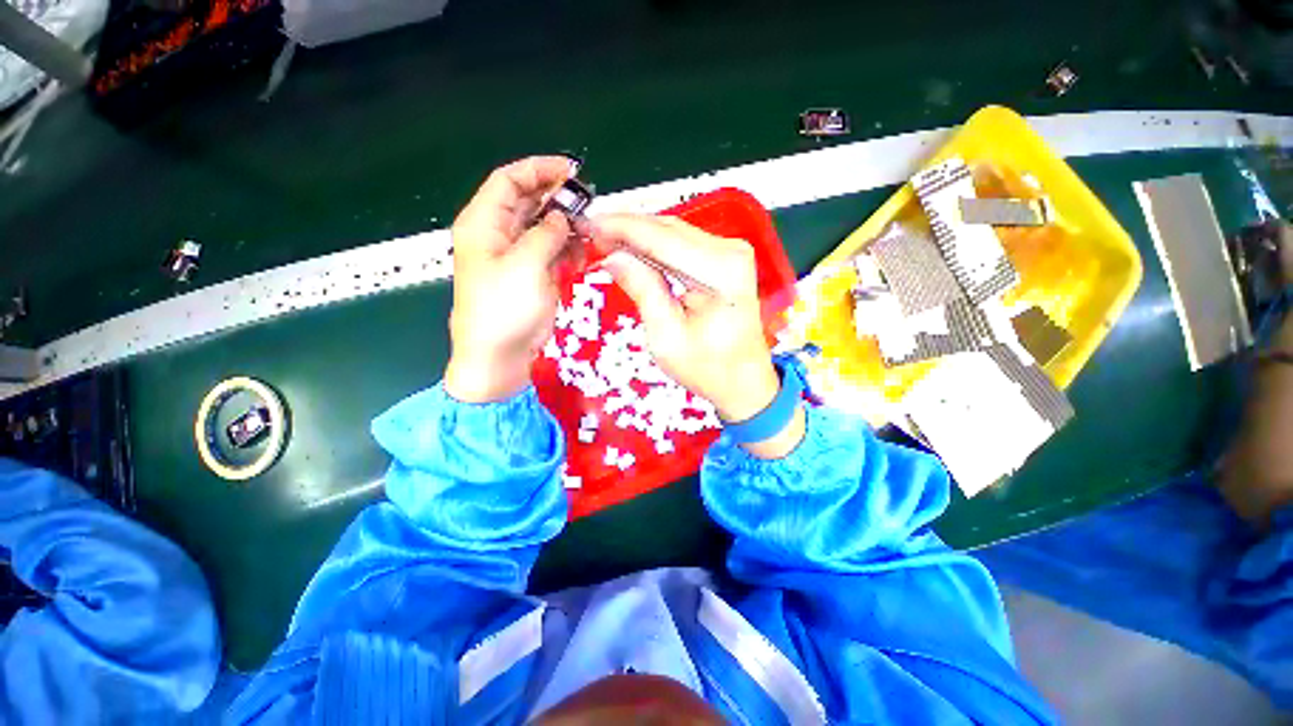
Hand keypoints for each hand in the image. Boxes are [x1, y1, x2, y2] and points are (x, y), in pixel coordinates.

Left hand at [444, 156, 576, 402]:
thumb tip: (563, 218)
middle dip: (558, 200)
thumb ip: (547, 234)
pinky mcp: (534, 275)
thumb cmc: (504, 309)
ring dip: (568, 228)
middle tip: (588, 204)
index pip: (509, 181)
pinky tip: (583, 256)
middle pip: (529, 202)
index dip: (538, 170)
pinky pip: (554, 252)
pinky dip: (569, 251)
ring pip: (545, 228)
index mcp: (484, 224)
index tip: (571, 171)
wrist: (501, 355)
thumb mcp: (526, 265)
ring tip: (590, 234)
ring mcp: (519, 257)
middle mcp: (499, 235)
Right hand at [592, 215, 804, 457]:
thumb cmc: (706, 368)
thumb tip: (613, 256)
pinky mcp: (725, 258)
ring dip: (637, 234)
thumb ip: (643, 290)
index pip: (661, 238)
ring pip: (672, 231)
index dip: (620, 228)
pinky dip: (653, 244)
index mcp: (721, 271)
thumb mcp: (666, 336)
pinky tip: (630, 248)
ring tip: (603, 239)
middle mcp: (730, 251)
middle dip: (625, 228)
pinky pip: (682, 243)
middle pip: (667, 228)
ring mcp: (730, 251)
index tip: (586, 224)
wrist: (743, 380)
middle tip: (590, 232)